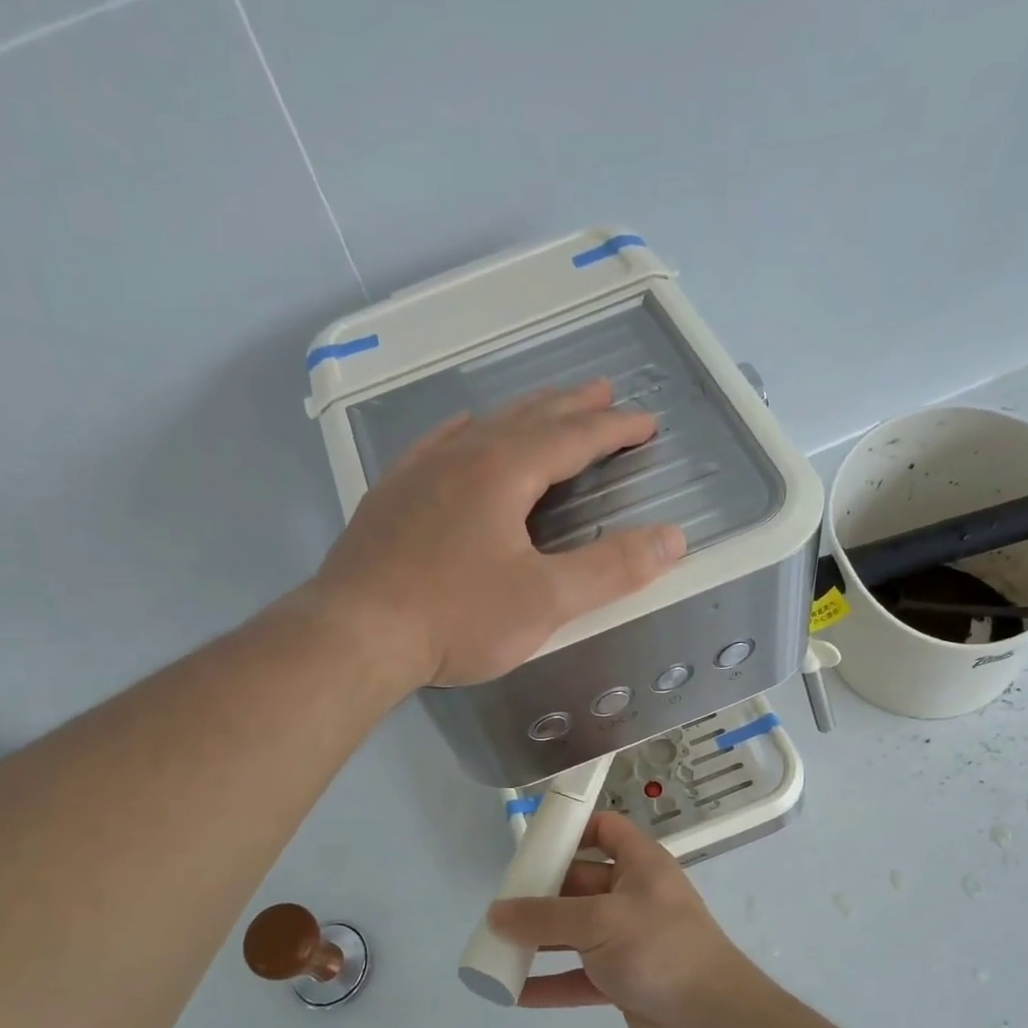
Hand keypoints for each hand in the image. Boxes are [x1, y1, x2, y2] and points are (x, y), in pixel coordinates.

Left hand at [310, 381, 685, 687]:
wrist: (354, 634)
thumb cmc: (456, 617)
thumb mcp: (545, 600)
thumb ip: (611, 569)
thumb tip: (672, 539)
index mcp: (503, 470)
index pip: (573, 437)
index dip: (614, 429)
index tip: (645, 423)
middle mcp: (462, 455)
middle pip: (528, 418)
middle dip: (572, 407)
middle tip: (603, 393)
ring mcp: (419, 472)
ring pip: (483, 426)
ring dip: (524, 415)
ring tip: (547, 410)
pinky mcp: (391, 495)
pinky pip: (439, 444)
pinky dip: (468, 432)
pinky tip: (465, 432)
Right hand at [489, 812, 766, 1027]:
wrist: (712, 1019)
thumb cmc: (658, 948)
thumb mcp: (598, 922)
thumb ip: (545, 917)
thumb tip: (496, 914)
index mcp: (640, 865)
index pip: (605, 829)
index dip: (572, 829)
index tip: (532, 842)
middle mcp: (634, 896)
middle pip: (580, 882)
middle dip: (541, 893)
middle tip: (500, 904)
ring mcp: (628, 940)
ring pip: (576, 932)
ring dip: (540, 940)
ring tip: (497, 945)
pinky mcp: (623, 979)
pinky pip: (578, 975)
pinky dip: (550, 982)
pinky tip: (515, 992)